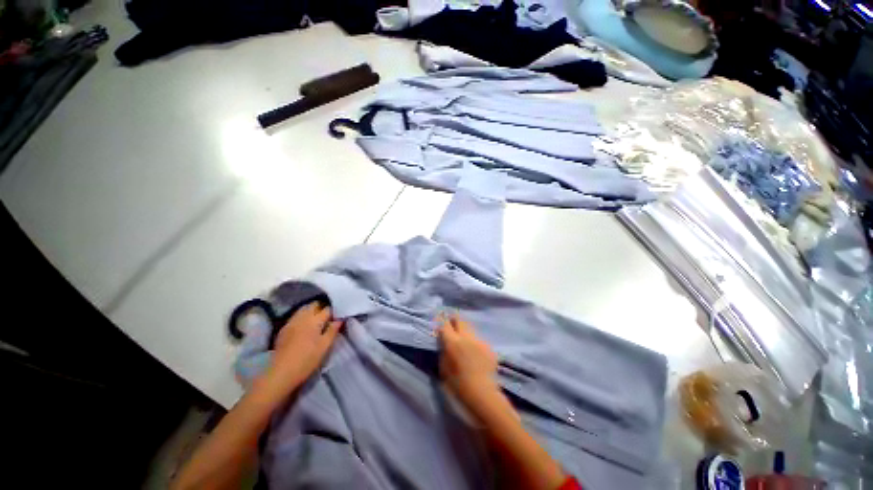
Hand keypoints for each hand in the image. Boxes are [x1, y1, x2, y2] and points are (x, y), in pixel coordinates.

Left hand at [266, 302, 342, 392]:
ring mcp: (291, 322)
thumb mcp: (325, 346)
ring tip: (317, 319)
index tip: (337, 317)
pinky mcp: (284, 329)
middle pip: (314, 305)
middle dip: (321, 307)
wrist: (281, 373)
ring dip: (311, 310)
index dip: (333, 312)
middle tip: (328, 316)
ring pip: (303, 309)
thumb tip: (339, 320)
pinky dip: (302, 316)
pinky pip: (295, 316)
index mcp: (315, 320)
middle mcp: (303, 317)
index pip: (327, 309)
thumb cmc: (307, 359)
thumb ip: (333, 331)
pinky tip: (304, 325)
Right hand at [437, 313, 501, 414]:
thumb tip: (444, 343)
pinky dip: (475, 343)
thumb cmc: (457, 384)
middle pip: (460, 320)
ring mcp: (479, 340)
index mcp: (452, 342)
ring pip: (470, 329)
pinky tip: (475, 352)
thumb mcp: (443, 368)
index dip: (442, 320)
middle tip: (453, 321)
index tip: (441, 317)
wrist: (482, 393)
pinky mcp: (488, 346)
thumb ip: (444, 352)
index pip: (445, 325)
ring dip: (466, 331)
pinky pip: (479, 340)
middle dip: (455, 319)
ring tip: (465, 338)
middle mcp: (466, 337)